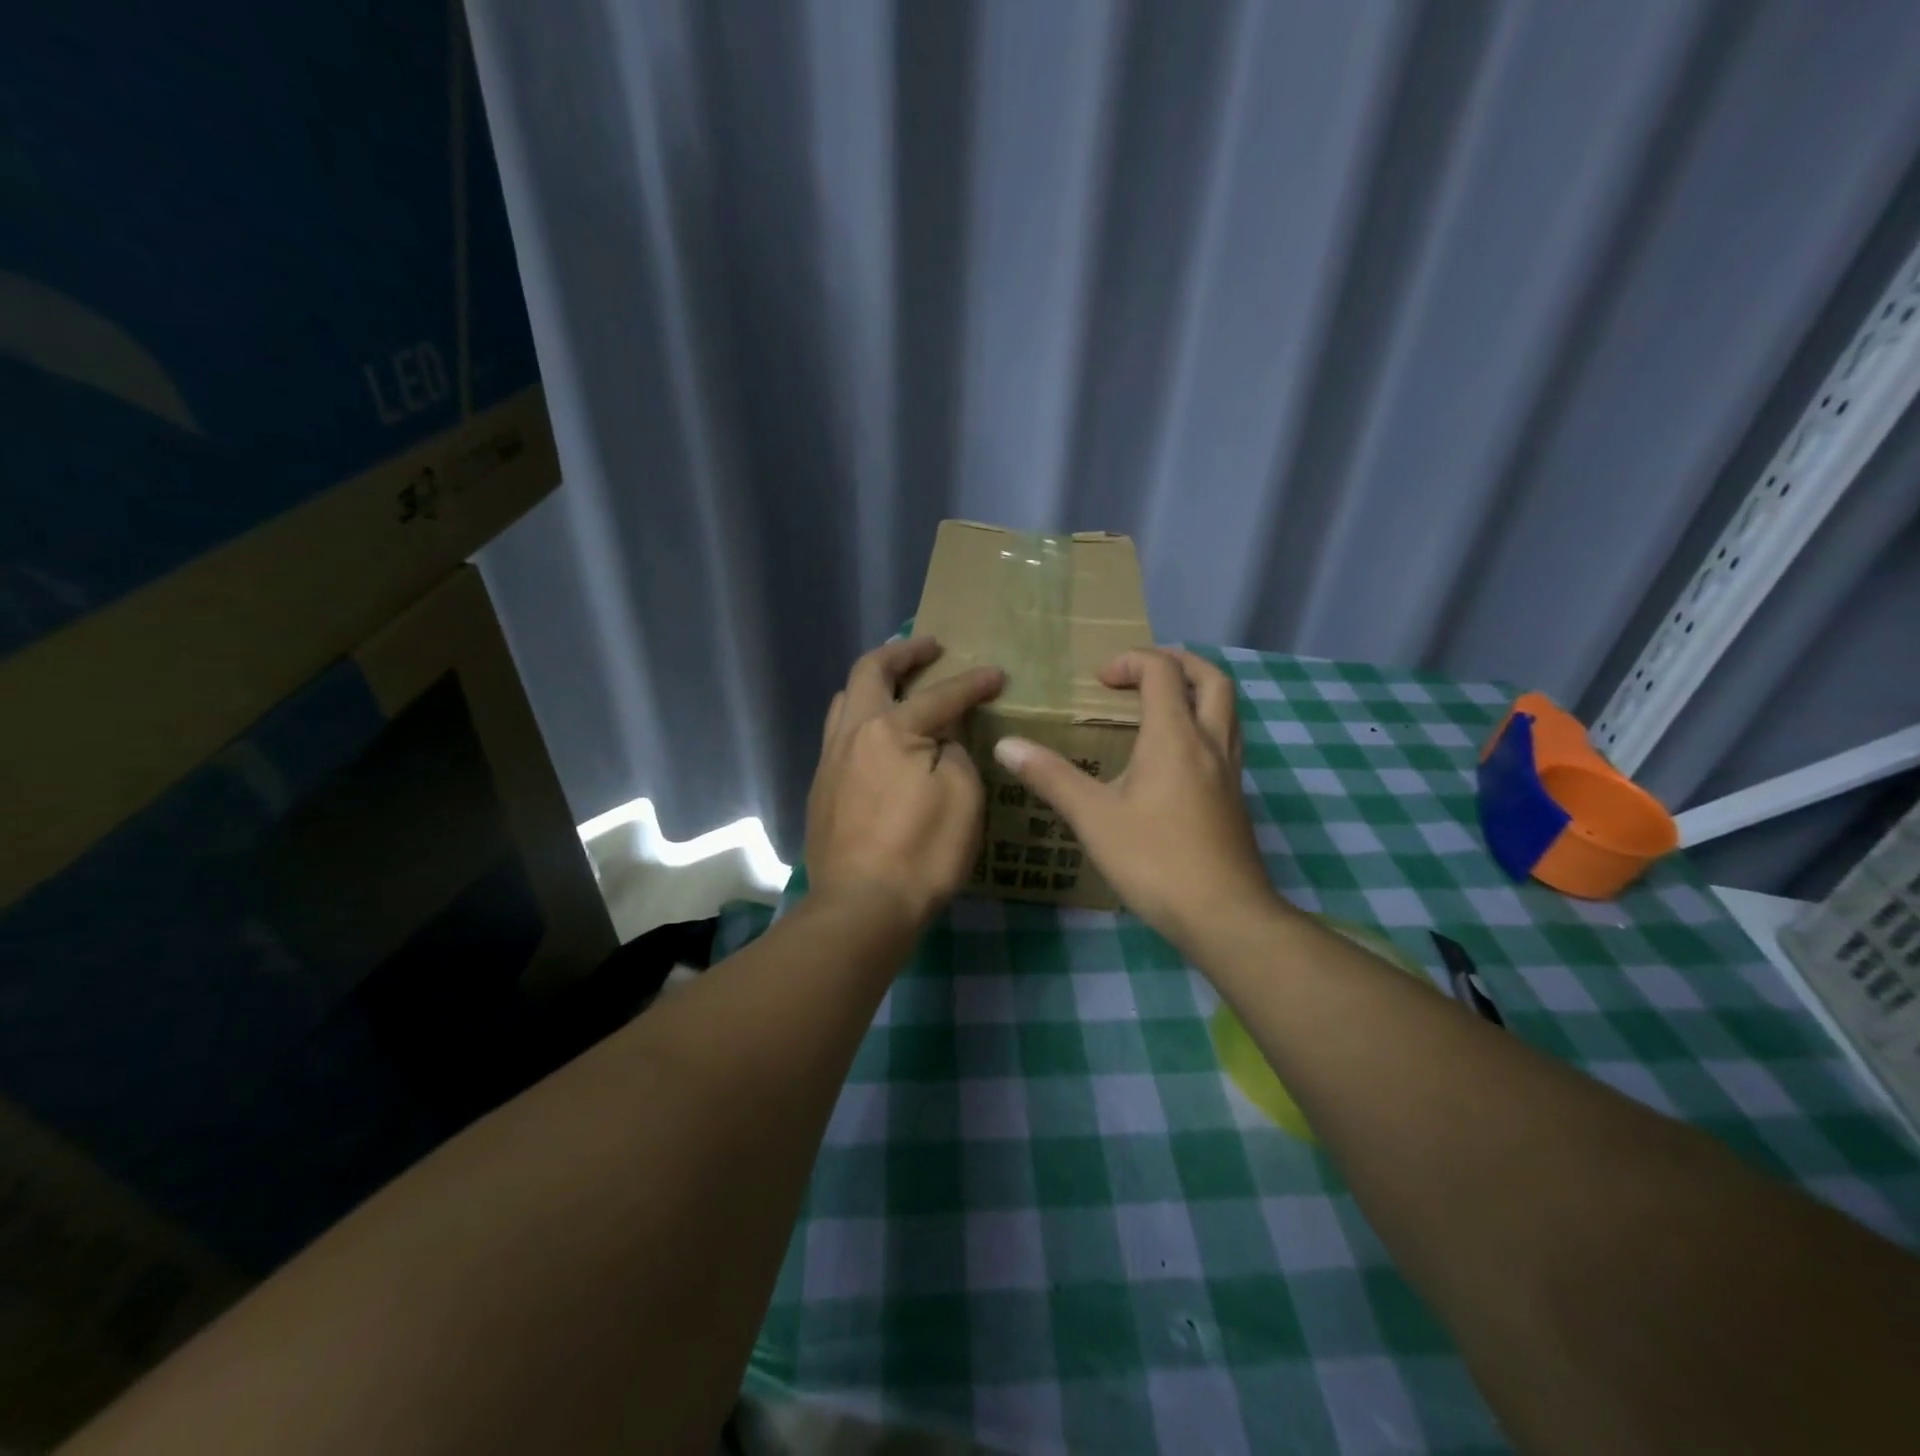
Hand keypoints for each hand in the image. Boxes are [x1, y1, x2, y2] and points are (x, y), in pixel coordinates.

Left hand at [806, 638, 1005, 933]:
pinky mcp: (820, 790)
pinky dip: (860, 719)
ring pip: (843, 702)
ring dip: (872, 683)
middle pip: (869, 673)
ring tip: (896, 685)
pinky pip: (838, 736)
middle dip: (901, 653)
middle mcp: (851, 734)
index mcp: (889, 729)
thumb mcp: (961, 796)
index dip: (972, 683)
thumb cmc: (921, 852)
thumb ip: (953, 751)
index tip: (996, 675)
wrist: (862, 908)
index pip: (939, 696)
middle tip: (929, 647)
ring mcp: (829, 762)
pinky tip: (877, 738)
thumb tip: (940, 739)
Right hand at [992, 647, 1279, 953]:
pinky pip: (1226, 740)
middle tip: (1141, 671)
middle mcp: (1210, 743)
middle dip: (1177, 662)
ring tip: (1160, 704)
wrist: (1224, 915)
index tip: (1098, 680)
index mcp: (1174, 736)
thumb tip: (1006, 745)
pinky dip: (1203, 725)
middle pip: (1211, 679)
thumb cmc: (1155, 860)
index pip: (1161, 672)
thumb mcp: (1094, 817)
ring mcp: (1230, 771)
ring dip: (1196, 691)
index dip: (1130, 661)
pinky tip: (1176, 758)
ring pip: (1227, 709)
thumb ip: (1051, 776)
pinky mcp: (1235, 798)